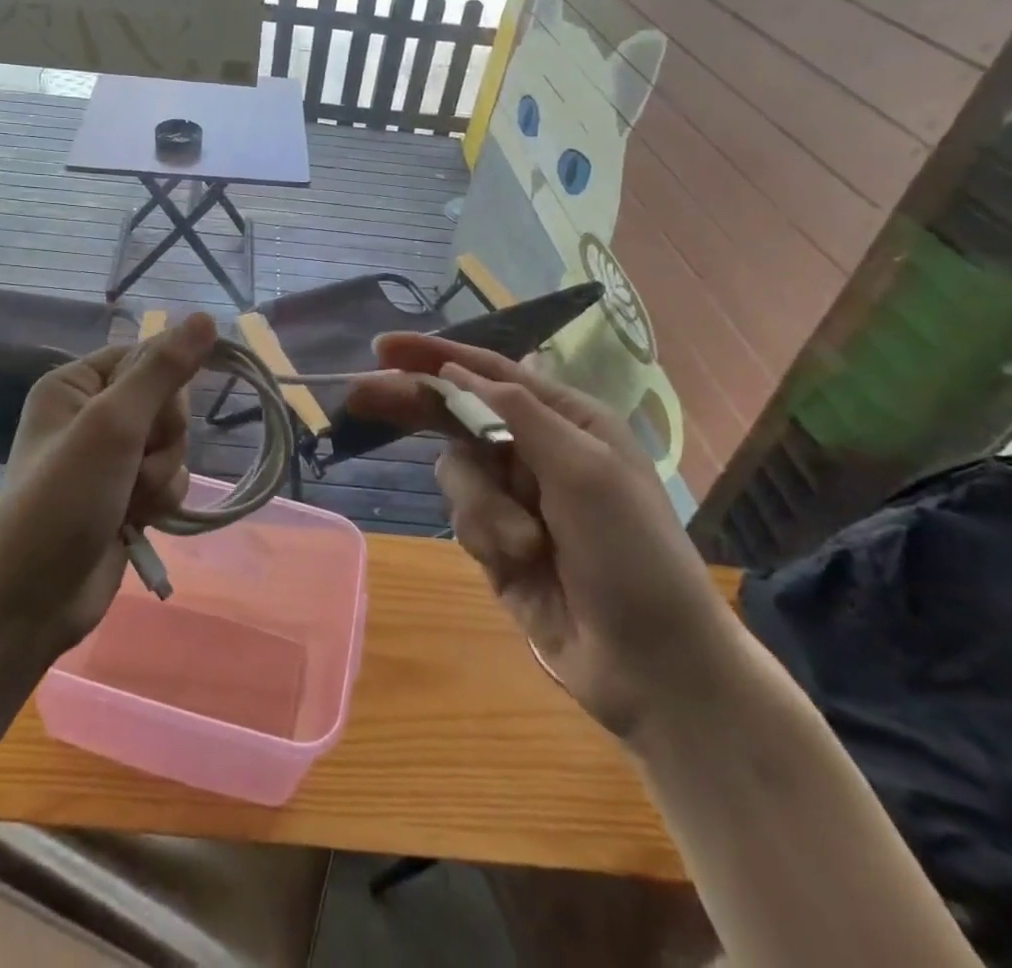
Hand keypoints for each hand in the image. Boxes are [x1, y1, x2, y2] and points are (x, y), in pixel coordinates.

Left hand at [0, 312, 215, 650]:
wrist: (32, 601)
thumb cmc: (62, 500)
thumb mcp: (112, 425)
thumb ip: (162, 370)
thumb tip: (205, 318)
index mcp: (75, 384)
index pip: (146, 356)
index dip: (162, 385)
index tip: (154, 415)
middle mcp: (92, 414)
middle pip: (166, 402)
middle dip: (161, 438)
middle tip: (133, 464)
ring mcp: (111, 458)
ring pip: (174, 443)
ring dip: (162, 474)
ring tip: (130, 501)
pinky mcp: (127, 495)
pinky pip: (171, 477)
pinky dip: (162, 498)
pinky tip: (139, 520)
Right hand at [346, 334, 739, 741]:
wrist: (652, 665)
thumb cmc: (631, 553)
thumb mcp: (584, 469)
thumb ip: (516, 412)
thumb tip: (456, 372)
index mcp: (566, 420)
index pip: (489, 373)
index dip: (435, 356)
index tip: (384, 347)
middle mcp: (536, 449)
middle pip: (456, 414)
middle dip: (414, 406)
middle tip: (359, 396)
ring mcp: (514, 497)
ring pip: (456, 471)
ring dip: (481, 506)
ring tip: (524, 545)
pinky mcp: (497, 540)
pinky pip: (462, 517)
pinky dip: (484, 536)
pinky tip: (519, 563)